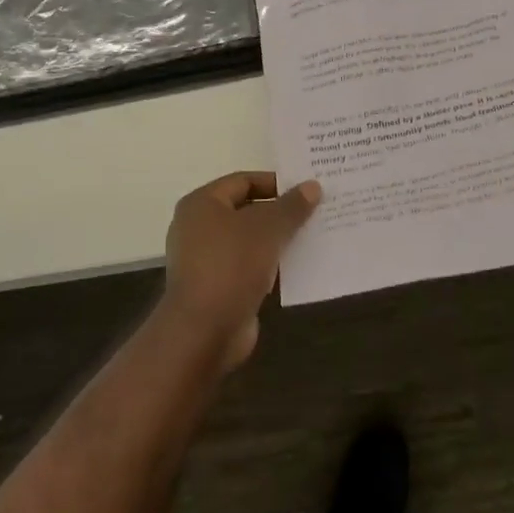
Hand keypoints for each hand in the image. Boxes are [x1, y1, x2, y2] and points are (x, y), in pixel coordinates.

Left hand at [160, 172, 320, 369]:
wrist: (203, 332)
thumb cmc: (231, 266)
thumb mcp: (268, 229)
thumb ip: (291, 206)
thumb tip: (312, 186)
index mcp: (202, 204)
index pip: (243, 180)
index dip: (275, 182)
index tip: (306, 189)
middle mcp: (198, 227)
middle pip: (246, 210)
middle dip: (280, 212)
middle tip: (315, 211)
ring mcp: (206, 260)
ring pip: (249, 240)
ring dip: (278, 239)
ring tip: (313, 236)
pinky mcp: (217, 287)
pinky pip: (248, 266)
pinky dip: (270, 265)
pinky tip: (298, 267)